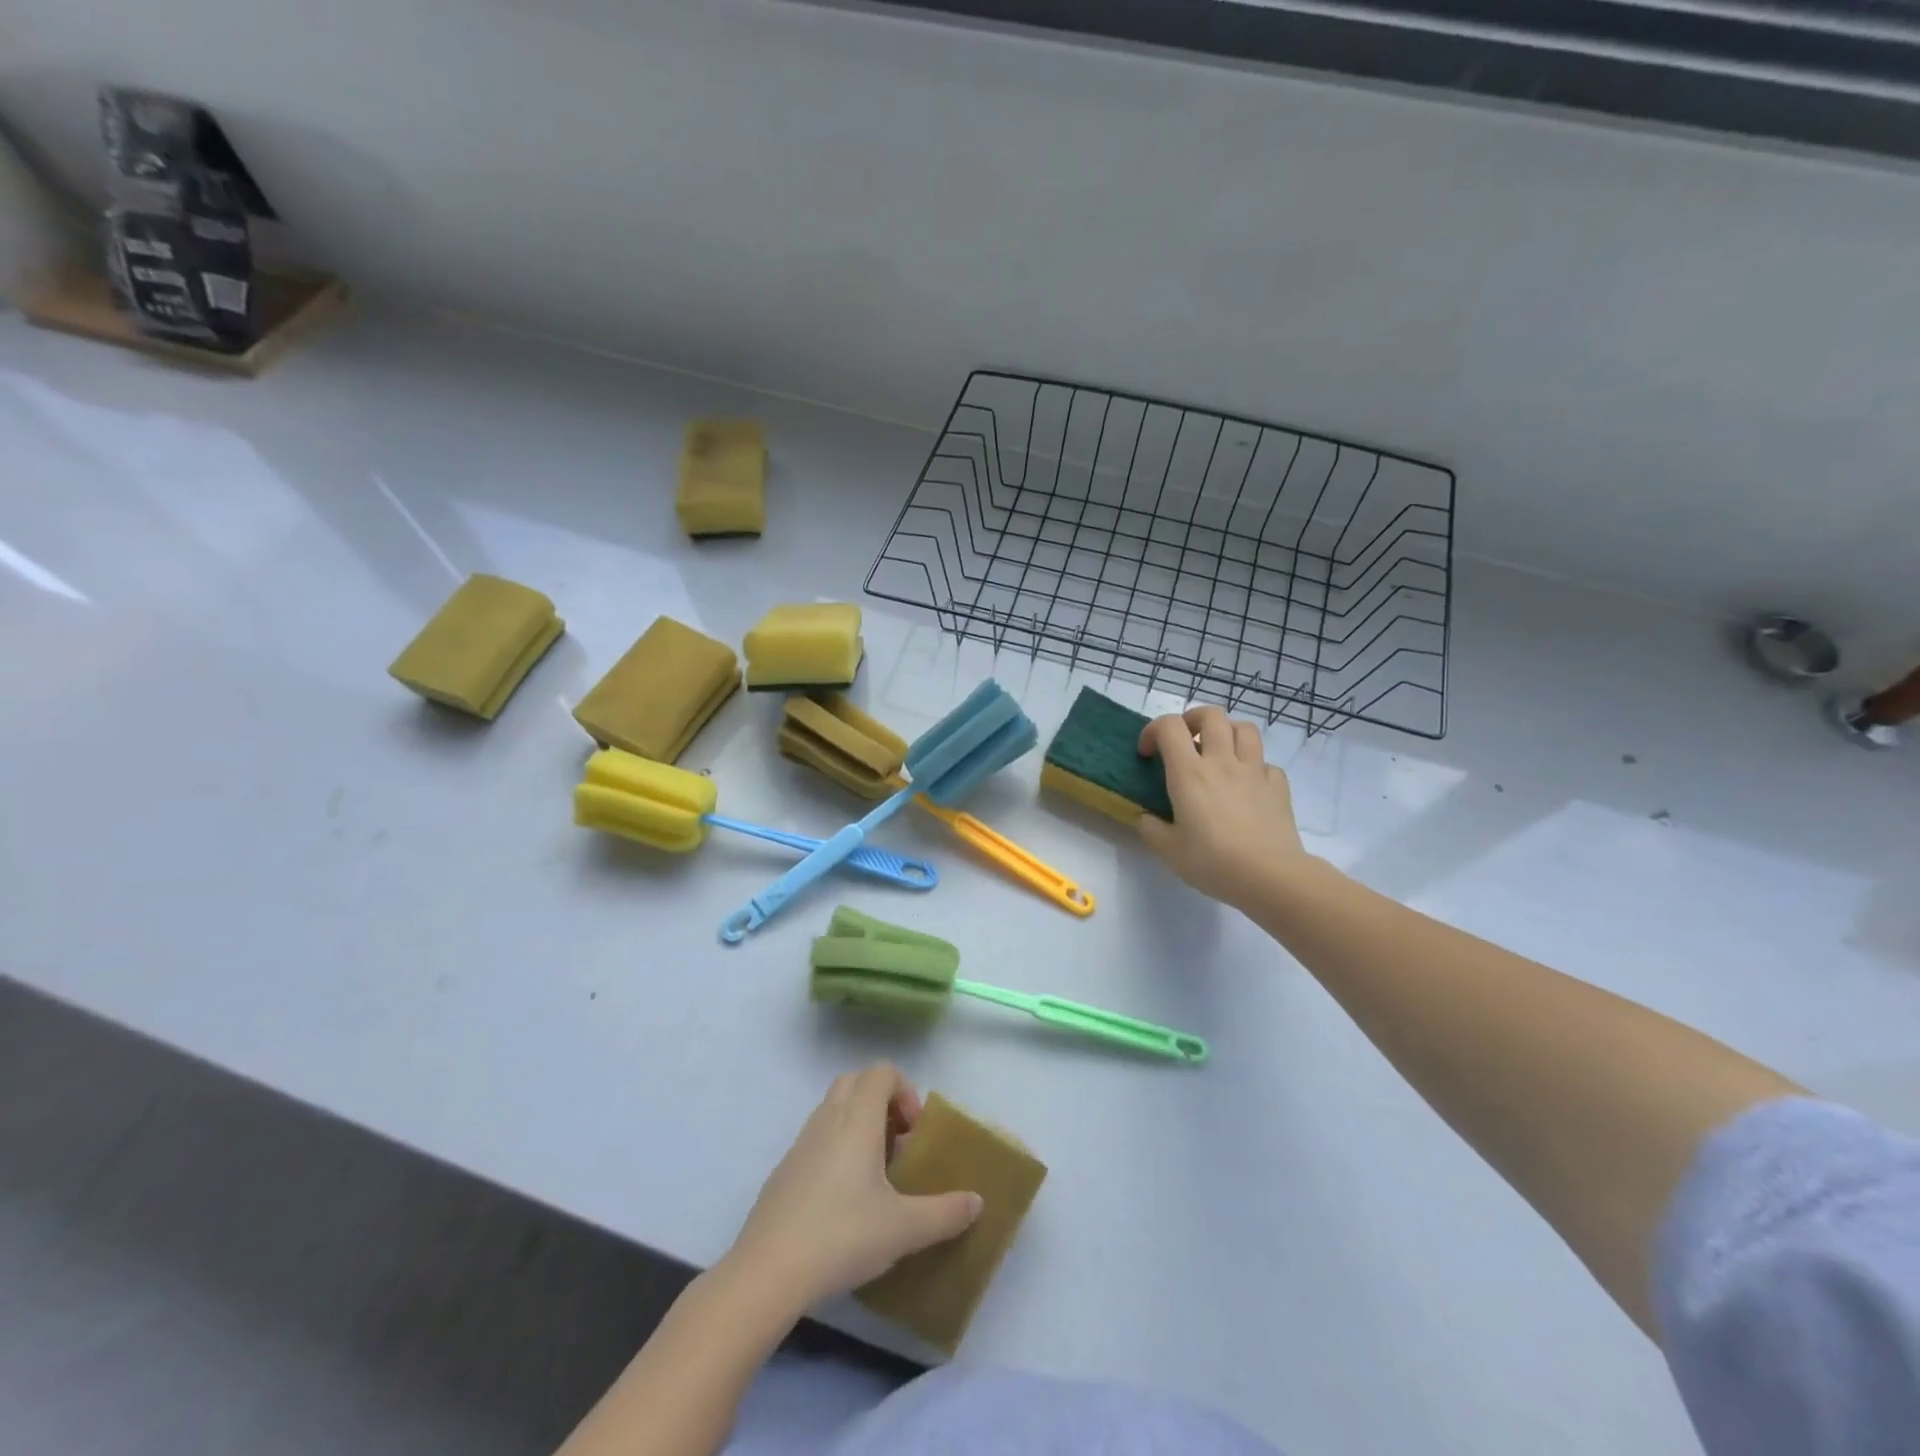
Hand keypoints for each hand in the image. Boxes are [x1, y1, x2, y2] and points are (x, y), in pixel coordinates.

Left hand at [721, 1064, 982, 1313]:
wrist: (768, 1271)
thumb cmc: (842, 1236)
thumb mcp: (903, 1229)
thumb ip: (945, 1213)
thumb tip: (977, 1202)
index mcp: (856, 1120)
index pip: (881, 1071)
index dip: (904, 1090)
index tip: (914, 1132)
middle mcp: (827, 1119)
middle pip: (855, 1082)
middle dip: (881, 1101)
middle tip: (897, 1144)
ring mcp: (800, 1143)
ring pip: (833, 1109)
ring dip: (858, 1124)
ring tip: (875, 1175)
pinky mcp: (784, 1170)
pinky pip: (816, 1138)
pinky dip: (835, 1148)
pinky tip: (843, 1200)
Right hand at [1137, 705, 1308, 910]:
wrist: (1269, 876)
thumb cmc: (1212, 861)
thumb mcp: (1168, 850)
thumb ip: (1151, 828)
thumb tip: (1146, 817)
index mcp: (1189, 773)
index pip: (1169, 727)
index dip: (1153, 730)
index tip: (1148, 753)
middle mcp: (1222, 762)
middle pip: (1211, 715)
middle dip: (1192, 719)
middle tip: (1185, 740)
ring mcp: (1254, 771)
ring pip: (1244, 728)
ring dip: (1227, 732)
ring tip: (1218, 752)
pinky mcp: (1278, 786)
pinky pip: (1265, 762)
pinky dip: (1254, 766)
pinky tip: (1246, 785)